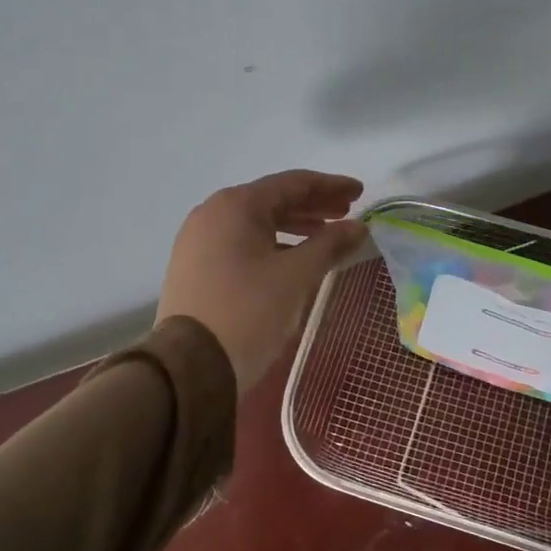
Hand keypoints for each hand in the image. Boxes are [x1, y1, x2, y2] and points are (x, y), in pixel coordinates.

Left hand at [157, 171, 367, 392]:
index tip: (360, 192)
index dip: (330, 186)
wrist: (191, 367)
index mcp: (236, 205)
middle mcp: (212, 213)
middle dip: (313, 205)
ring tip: (325, 236)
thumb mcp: (296, 276)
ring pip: (256, 223)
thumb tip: (358, 228)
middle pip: (272, 200)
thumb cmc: (248, 312)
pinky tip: (292, 258)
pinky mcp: (195, 266)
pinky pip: (241, 243)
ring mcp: (198, 240)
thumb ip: (329, 244)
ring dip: (294, 226)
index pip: (292, 183)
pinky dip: (271, 244)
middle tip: (348, 213)